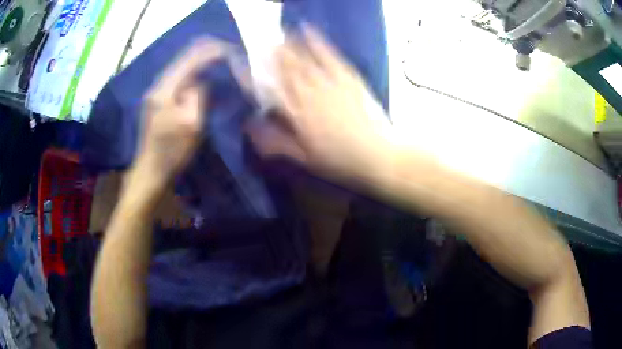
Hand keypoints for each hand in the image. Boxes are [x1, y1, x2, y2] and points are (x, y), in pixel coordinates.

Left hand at [135, 39, 226, 184]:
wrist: (151, 170)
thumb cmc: (172, 151)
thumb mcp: (192, 124)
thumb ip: (198, 96)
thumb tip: (200, 81)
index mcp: (166, 90)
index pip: (191, 59)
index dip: (211, 51)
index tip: (230, 49)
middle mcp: (158, 85)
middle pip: (183, 58)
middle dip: (205, 51)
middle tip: (226, 50)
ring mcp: (155, 92)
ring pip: (179, 66)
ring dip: (198, 59)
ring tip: (217, 56)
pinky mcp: (157, 100)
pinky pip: (177, 77)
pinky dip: (191, 71)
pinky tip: (200, 71)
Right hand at [247, 27, 396, 185]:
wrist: (377, 155)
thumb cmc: (339, 160)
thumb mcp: (304, 158)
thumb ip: (275, 142)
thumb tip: (250, 127)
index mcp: (296, 115)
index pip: (267, 90)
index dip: (250, 76)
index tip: (239, 64)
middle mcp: (309, 94)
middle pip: (285, 69)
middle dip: (271, 55)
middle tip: (261, 43)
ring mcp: (329, 83)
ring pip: (303, 59)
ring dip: (289, 45)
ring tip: (279, 35)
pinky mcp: (348, 77)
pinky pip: (329, 55)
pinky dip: (317, 41)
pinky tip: (308, 30)